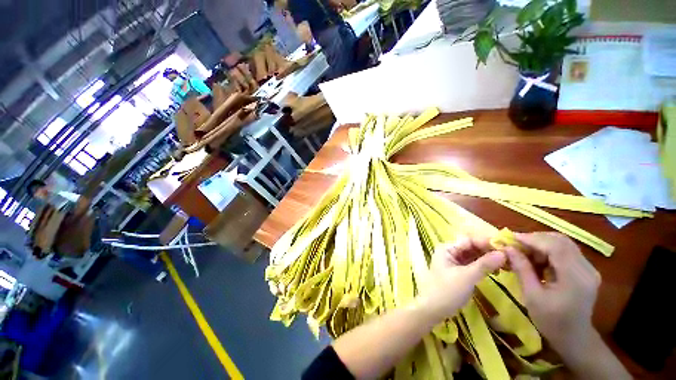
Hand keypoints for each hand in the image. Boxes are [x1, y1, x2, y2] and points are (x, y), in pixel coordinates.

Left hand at [420, 235, 505, 321]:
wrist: (433, 309)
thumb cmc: (447, 291)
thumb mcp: (467, 277)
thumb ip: (484, 264)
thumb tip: (504, 253)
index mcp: (447, 248)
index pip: (469, 240)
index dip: (486, 243)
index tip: (506, 247)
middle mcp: (449, 252)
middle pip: (471, 247)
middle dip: (489, 251)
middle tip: (510, 257)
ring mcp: (453, 261)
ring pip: (473, 256)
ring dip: (488, 259)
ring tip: (508, 264)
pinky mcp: (458, 271)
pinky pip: (472, 264)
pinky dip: (484, 266)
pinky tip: (497, 271)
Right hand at [504, 232, 600, 355]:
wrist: (575, 338)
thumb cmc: (551, 321)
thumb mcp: (532, 296)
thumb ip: (522, 269)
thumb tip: (507, 248)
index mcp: (575, 278)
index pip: (555, 246)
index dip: (531, 239)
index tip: (509, 238)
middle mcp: (586, 269)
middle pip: (560, 241)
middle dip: (535, 239)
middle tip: (515, 245)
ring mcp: (589, 268)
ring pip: (563, 243)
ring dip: (541, 244)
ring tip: (524, 253)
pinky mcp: (586, 269)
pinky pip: (566, 251)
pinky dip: (548, 250)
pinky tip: (537, 260)